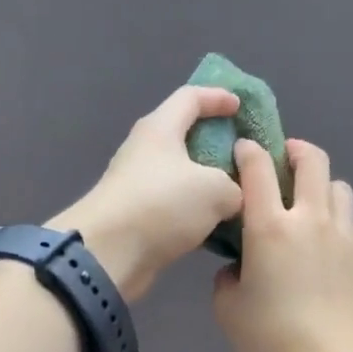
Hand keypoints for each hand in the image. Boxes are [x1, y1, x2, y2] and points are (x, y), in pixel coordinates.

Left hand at [52, 86, 245, 301]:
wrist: (108, 254)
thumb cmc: (162, 205)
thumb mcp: (216, 190)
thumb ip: (236, 186)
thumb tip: (234, 196)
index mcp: (160, 129)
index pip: (190, 98)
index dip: (217, 97)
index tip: (239, 107)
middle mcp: (145, 151)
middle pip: (183, 136)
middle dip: (215, 143)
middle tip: (244, 156)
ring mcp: (137, 185)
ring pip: (180, 175)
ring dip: (207, 182)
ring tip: (238, 194)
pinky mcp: (136, 217)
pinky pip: (173, 206)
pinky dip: (195, 212)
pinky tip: (217, 226)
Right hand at [213, 138, 352, 351]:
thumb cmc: (274, 337)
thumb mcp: (229, 311)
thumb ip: (227, 278)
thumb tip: (238, 268)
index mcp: (270, 227)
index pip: (258, 168)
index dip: (248, 151)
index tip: (242, 151)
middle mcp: (310, 218)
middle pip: (312, 160)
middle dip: (295, 150)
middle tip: (283, 160)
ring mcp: (344, 234)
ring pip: (338, 186)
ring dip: (321, 184)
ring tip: (308, 203)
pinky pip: (351, 221)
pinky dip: (337, 219)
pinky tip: (327, 241)